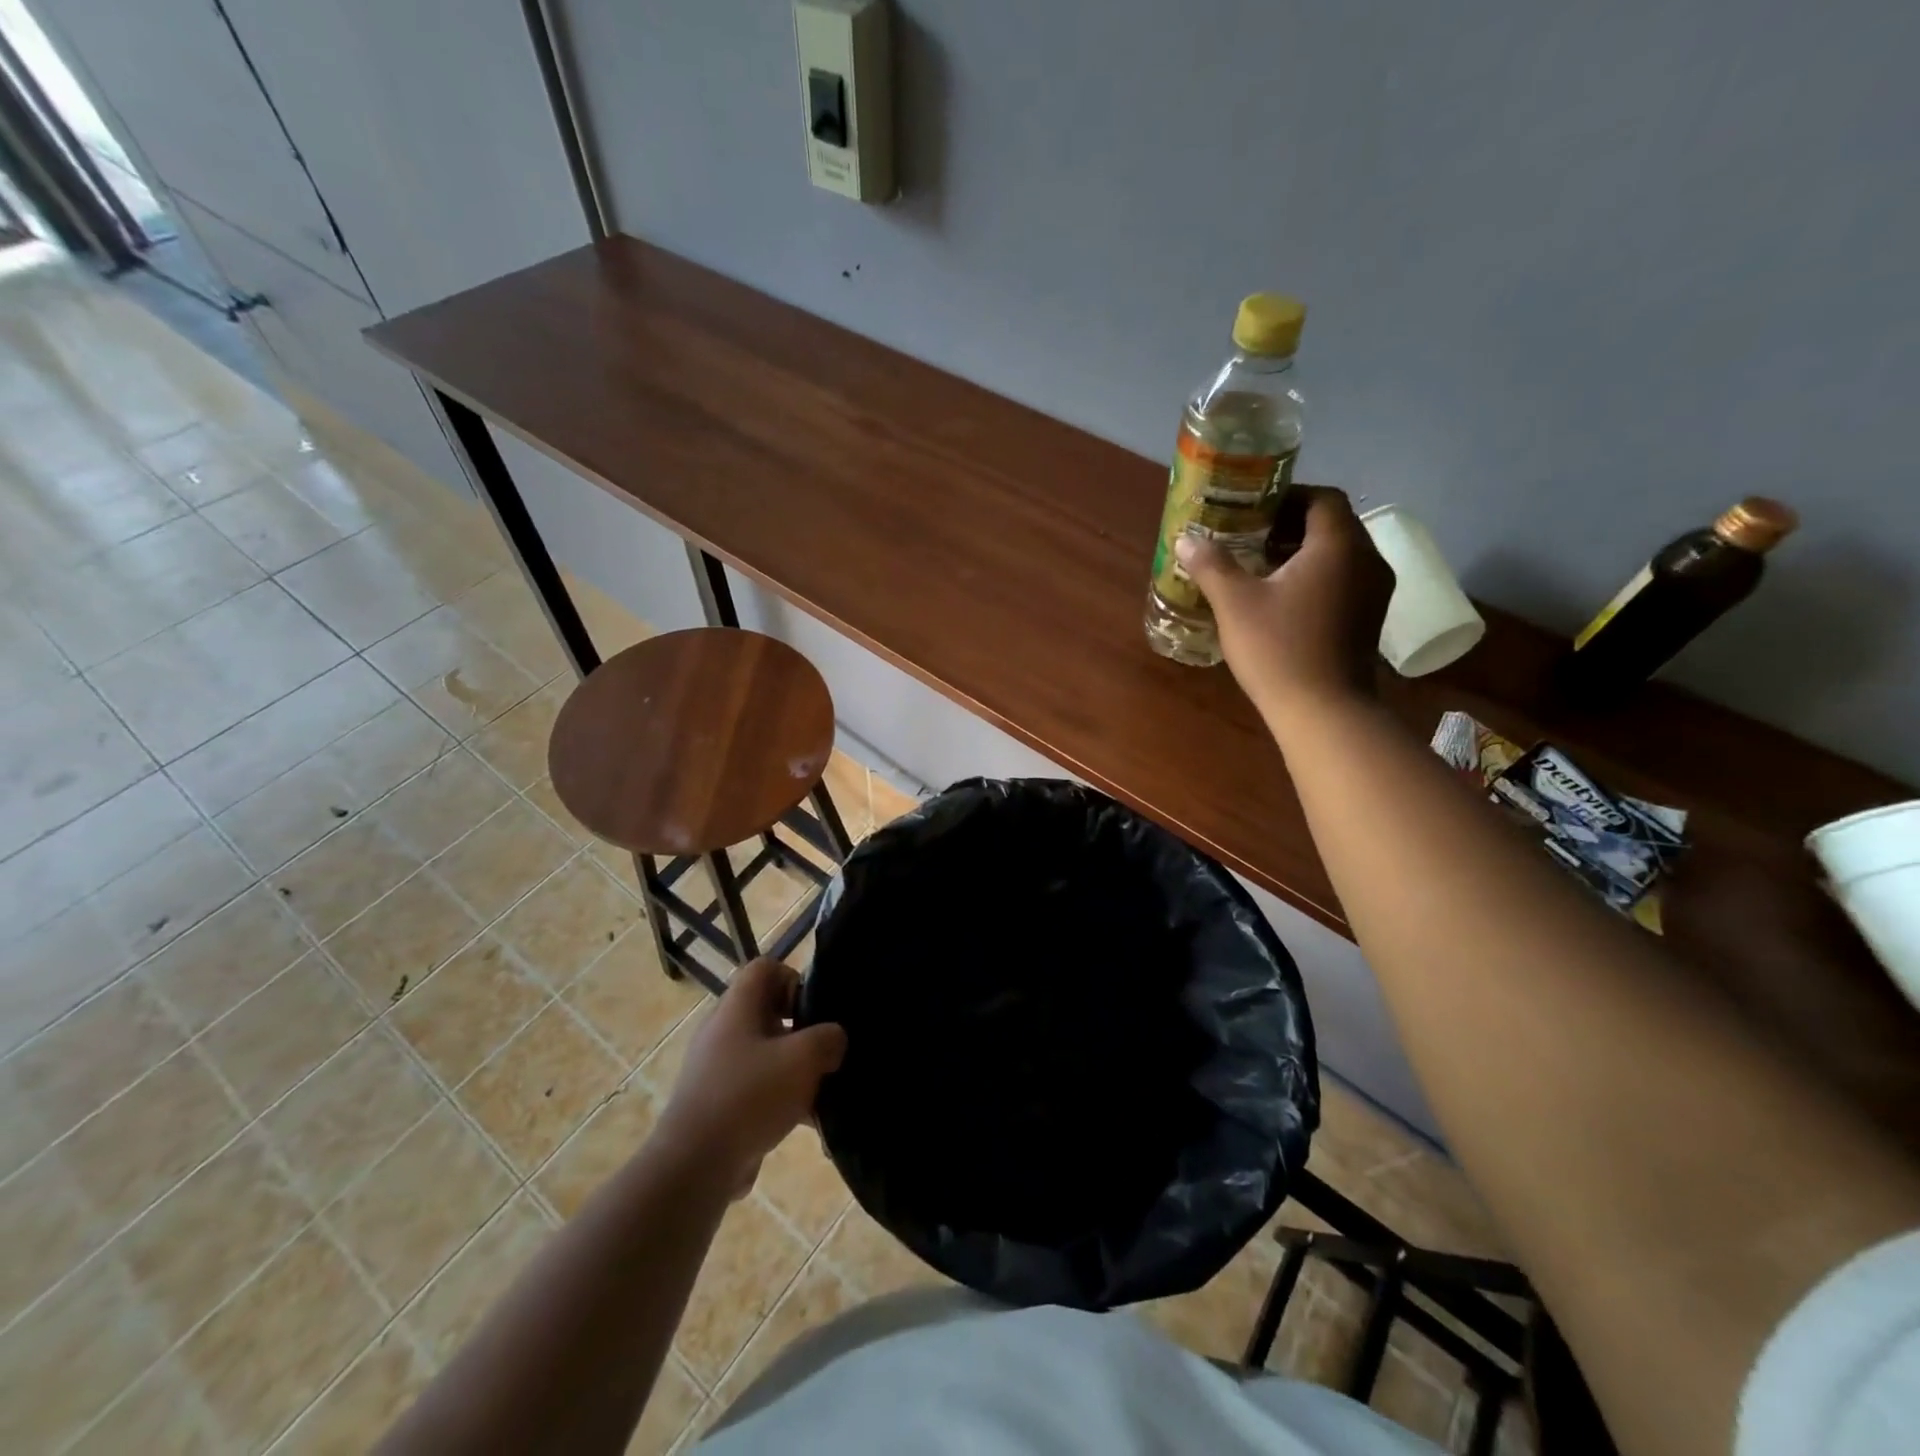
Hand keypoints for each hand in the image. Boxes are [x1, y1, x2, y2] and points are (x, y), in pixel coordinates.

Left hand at [655, 958, 846, 1195]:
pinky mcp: (719, 1103)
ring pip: (767, 1053)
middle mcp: (724, 1030)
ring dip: (797, 1068)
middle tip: (825, 1049)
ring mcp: (718, 1068)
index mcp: (737, 1007)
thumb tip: (833, 1039)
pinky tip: (810, 1123)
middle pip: (768, 1011)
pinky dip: (784, 1099)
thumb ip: (828, 1039)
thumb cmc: (750, 1096)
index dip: (793, 978)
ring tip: (824, 1090)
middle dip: (803, 1029)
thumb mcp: (803, 1059)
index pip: (764, 967)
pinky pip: (759, 1088)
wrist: (695, 1166)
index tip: (814, 1008)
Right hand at [1174, 486, 1393, 719]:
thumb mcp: (1235, 603)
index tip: (1252, 512)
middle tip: (1249, 539)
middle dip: (1290, 525)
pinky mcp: (1370, 618)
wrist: (1324, 711)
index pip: (1321, 498)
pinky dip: (1316, 577)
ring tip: (1261, 569)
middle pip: (1332, 525)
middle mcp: (1367, 559)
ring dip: (1303, 553)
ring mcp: (1375, 591)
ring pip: (1339, 554)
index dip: (1286, 497)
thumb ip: (1212, 564)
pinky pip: (1344, 580)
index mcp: (1338, 545)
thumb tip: (1187, 539)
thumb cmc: (1279, 648)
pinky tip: (1283, 600)